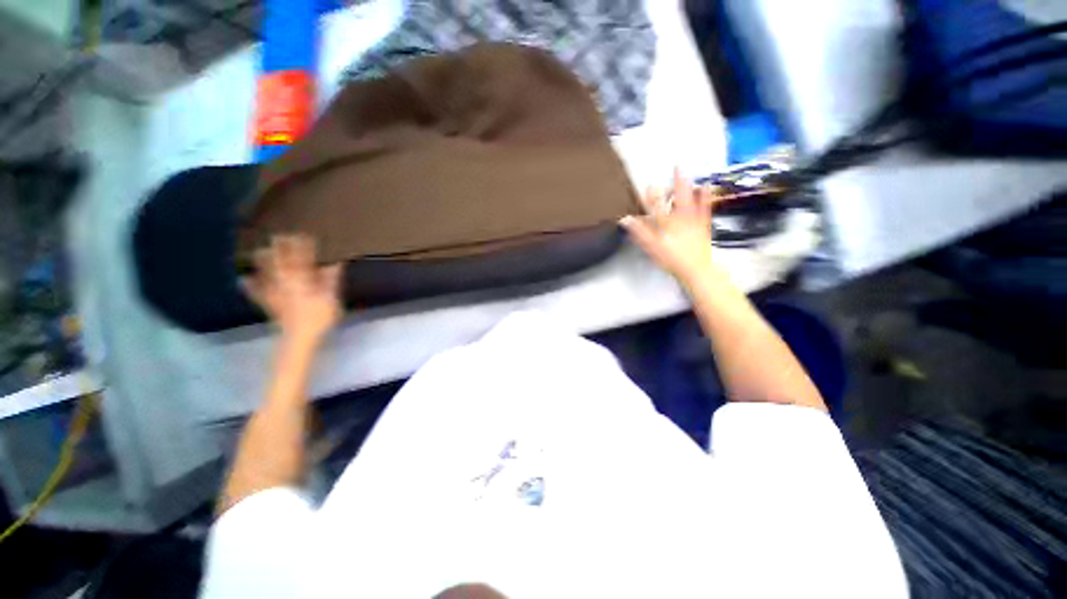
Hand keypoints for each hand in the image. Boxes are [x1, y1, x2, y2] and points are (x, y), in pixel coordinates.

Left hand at [243, 235, 342, 345]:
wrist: (299, 337)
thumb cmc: (318, 317)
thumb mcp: (330, 298)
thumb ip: (330, 280)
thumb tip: (334, 264)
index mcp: (302, 280)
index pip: (303, 259)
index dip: (303, 246)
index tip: (303, 234)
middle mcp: (286, 282)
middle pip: (281, 262)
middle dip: (281, 249)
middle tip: (278, 235)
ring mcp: (275, 293)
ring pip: (267, 273)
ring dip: (264, 262)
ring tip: (259, 250)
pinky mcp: (269, 303)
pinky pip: (257, 292)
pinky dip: (250, 285)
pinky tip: (243, 279)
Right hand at [620, 169, 720, 284]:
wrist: (696, 269)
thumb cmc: (672, 259)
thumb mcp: (651, 248)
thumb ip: (639, 233)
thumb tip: (626, 219)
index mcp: (666, 224)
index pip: (656, 206)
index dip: (651, 195)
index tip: (648, 184)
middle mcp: (681, 218)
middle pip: (678, 197)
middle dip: (677, 182)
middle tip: (677, 166)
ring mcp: (694, 221)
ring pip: (692, 200)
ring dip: (691, 187)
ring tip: (690, 173)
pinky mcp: (703, 226)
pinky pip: (705, 208)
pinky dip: (706, 197)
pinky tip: (706, 188)